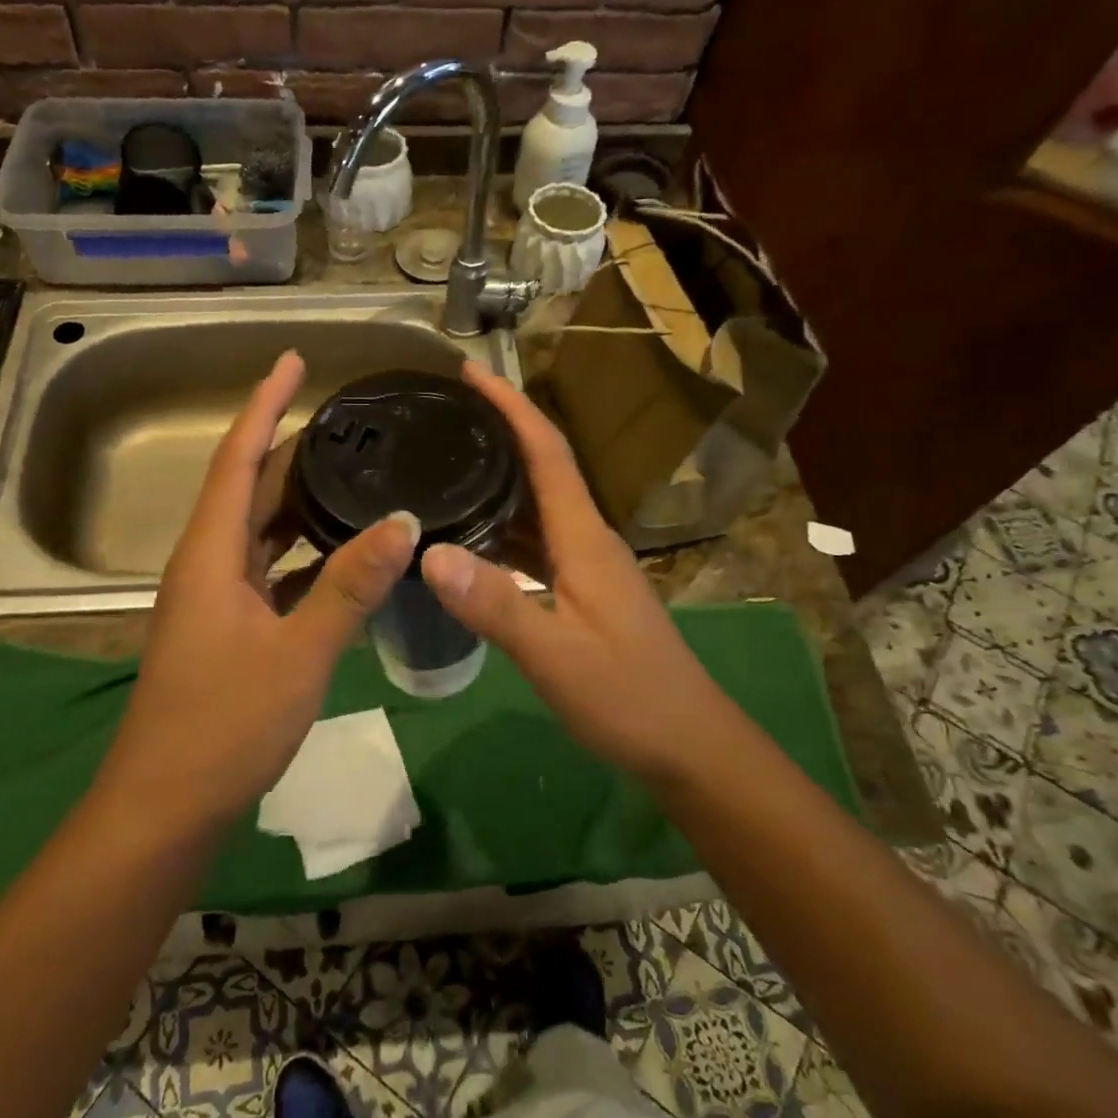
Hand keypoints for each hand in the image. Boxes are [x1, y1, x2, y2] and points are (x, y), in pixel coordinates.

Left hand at [101, 351, 417, 830]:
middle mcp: (206, 565)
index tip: (291, 361)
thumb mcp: (299, 653)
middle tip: (343, 421)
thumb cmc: (224, 725)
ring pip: (259, 532)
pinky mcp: (228, 630)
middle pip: (247, 489)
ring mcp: (215, 600)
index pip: (237, 459)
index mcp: (210, 555)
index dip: (263, 405)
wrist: (166, 807)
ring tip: (349, 473)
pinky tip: (342, 556)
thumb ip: (350, 585)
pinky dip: (302, 554)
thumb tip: (403, 521)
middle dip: (286, 447)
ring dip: (297, 501)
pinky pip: (268, 572)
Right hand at [418, 362, 735, 785]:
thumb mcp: (555, 655)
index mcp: (584, 537)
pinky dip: (502, 528)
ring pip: (537, 507)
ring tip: (444, 465)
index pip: (547, 451)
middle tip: (441, 415)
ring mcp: (587, 566)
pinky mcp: (583, 592)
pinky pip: (536, 542)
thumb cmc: (628, 696)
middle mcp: (587, 539)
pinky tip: (471, 539)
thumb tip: (429, 551)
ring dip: (498, 480)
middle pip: (542, 468)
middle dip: (498, 432)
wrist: (689, 745)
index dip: (511, 406)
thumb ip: (495, 604)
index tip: (471, 372)